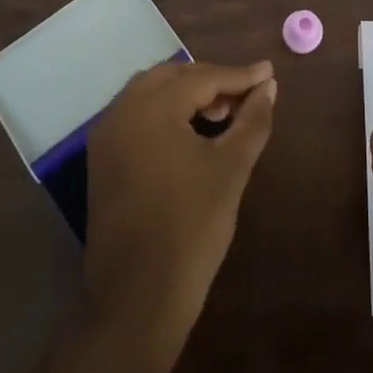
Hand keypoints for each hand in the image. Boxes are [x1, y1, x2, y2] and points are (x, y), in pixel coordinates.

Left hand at [84, 59, 277, 372]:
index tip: (270, 72)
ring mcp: (106, 137)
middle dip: (212, 80)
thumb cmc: (191, 228)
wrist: (137, 299)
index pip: (202, 78)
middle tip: (247, 94)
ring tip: (222, 113)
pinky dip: (166, 112)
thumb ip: (253, 120)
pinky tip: (192, 131)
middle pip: (172, 77)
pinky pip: (137, 116)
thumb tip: (269, 87)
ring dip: (187, 94)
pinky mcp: (102, 160)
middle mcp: (121, 113)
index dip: (240, 76)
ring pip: (151, 93)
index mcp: (150, 110)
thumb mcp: (231, 169)